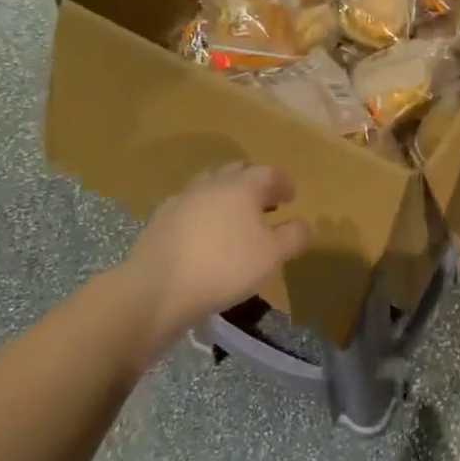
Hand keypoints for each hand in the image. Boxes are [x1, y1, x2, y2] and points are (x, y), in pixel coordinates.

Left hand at [115, 164, 310, 358]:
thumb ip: (293, 236)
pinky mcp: (162, 218)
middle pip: (239, 172)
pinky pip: (190, 206)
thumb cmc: (224, 268)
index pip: (270, 172)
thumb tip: (303, 223)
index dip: (284, 183)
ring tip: (235, 218)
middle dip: (255, 184)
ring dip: (227, 195)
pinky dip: (204, 212)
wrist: (157, 289)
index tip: (291, 197)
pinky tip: (204, 234)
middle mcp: (213, 183)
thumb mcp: (271, 256)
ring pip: (212, 186)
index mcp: (242, 185)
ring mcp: (183, 198)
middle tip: (266, 204)